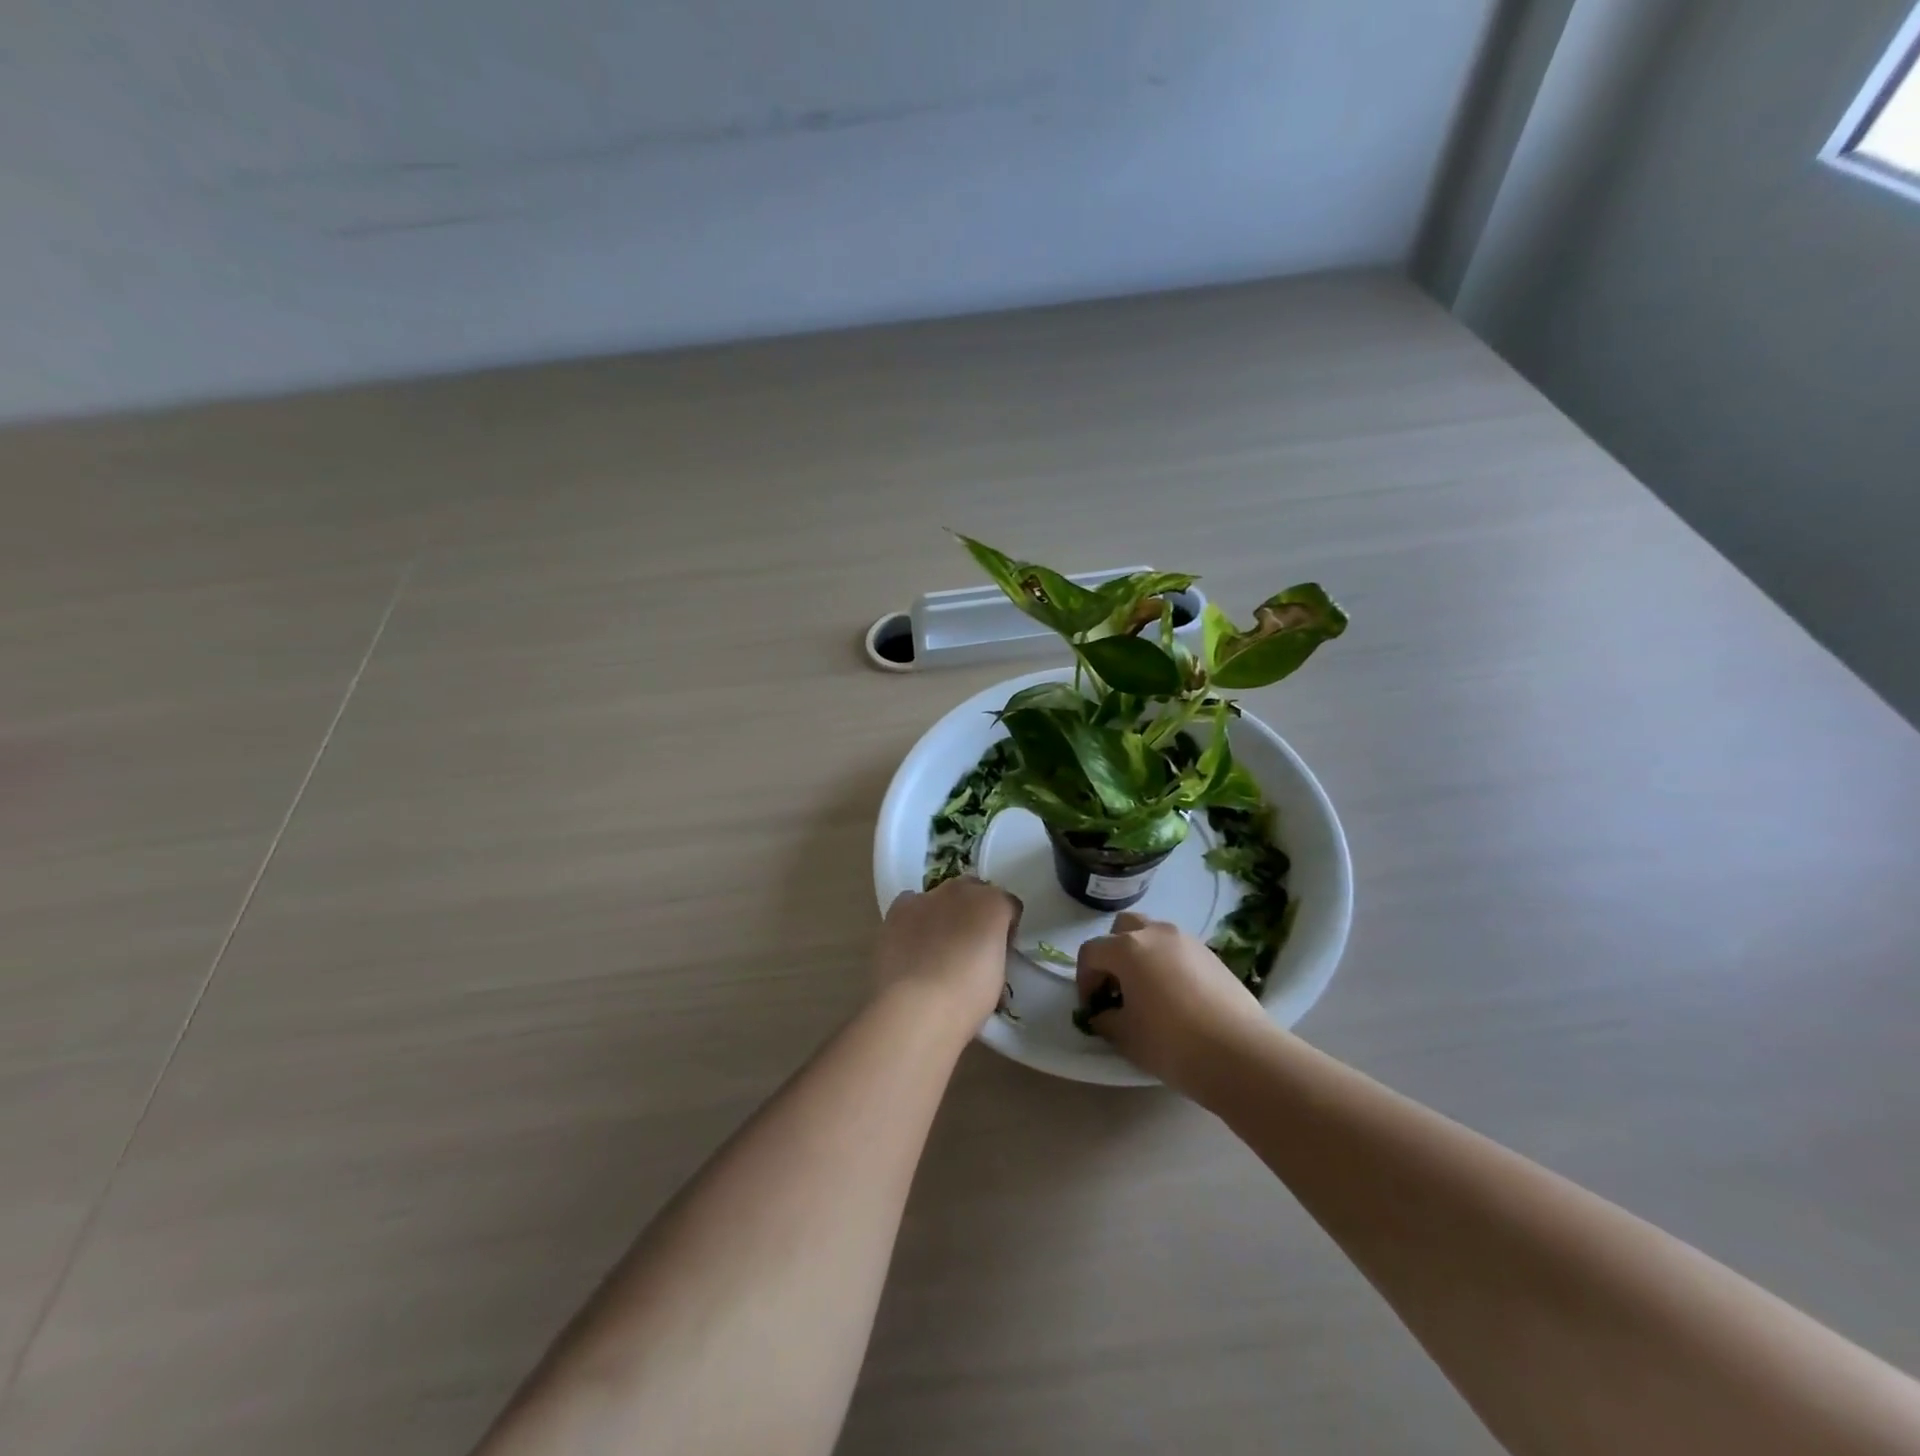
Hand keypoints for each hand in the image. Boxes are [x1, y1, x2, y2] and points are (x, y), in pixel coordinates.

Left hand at [876, 877, 1021, 1030]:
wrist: (913, 1008)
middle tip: (971, 945)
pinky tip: (912, 946)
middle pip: (974, 891)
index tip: (1002, 950)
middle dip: (975, 912)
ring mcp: (925, 898)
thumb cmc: (966, 999)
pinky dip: (914, 920)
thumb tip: (985, 955)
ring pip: (941, 897)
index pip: (1009, 905)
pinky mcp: (895, 911)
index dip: (1006, 927)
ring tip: (938, 948)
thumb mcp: (998, 979)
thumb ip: (995, 953)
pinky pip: (911, 907)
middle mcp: (960, 891)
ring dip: (944, 913)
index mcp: (993, 904)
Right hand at [1074, 911, 1273, 1092]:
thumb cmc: (1171, 1042)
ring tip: (1148, 992)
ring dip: (1142, 955)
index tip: (1093, 1008)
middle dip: (1113, 954)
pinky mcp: (1212, 955)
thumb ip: (1105, 1019)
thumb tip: (1103, 1014)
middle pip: (1122, 929)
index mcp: (1127, 948)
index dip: (1084, 979)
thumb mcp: (1125, 1036)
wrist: (1240, 1053)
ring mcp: (1187, 941)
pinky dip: (1168, 964)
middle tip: (1117, 988)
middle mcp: (1155, 933)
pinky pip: (1178, 950)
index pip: (1091, 952)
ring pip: (1153, 935)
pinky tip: (1177, 998)